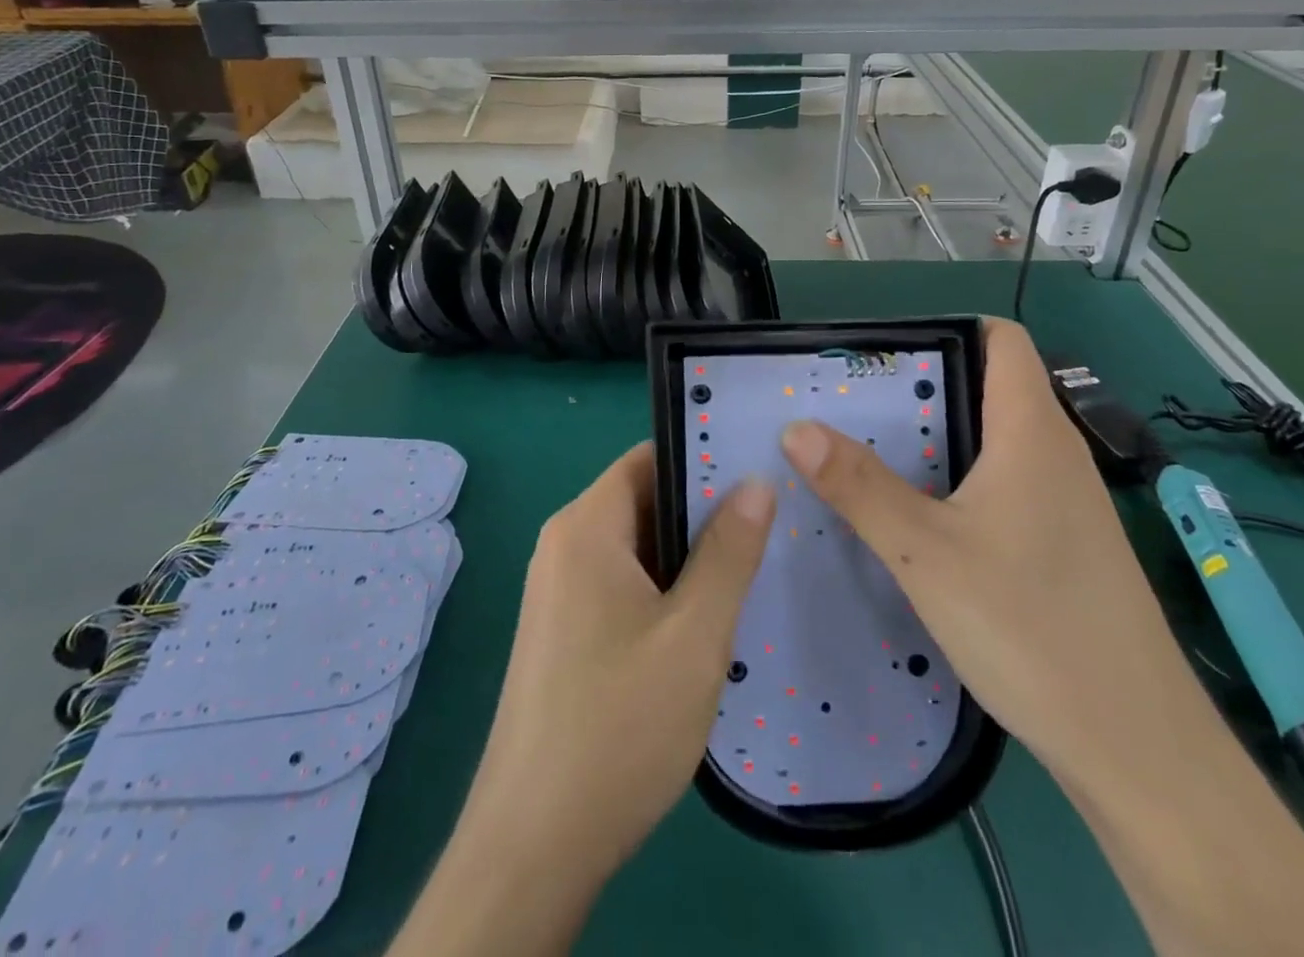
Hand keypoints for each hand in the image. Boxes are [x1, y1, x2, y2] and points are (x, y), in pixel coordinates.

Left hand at [391, 445, 774, 956]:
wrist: (534, 844)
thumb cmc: (619, 724)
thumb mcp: (694, 635)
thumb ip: (728, 552)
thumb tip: (756, 482)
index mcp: (585, 527)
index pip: (648, 459)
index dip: (703, 459)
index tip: (758, 471)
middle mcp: (564, 545)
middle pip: (643, 501)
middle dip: (703, 513)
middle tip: (769, 525)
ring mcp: (559, 590)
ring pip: (637, 548)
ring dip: (688, 557)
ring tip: (751, 570)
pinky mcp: (564, 631)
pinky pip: (622, 584)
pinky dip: (664, 590)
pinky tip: (706, 622)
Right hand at [778, 317, 1197, 774]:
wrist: (1136, 748)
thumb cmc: (1030, 627)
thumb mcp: (925, 553)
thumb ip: (859, 487)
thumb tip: (795, 428)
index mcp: (1031, 431)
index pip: (1002, 339)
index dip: (947, 328)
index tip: (883, 351)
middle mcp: (1055, 452)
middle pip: (990, 385)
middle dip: (922, 384)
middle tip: (853, 403)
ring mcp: (1066, 500)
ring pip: (996, 437)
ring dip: (938, 434)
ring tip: (871, 451)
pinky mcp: (1066, 541)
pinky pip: (1006, 480)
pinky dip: (961, 477)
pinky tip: (922, 516)